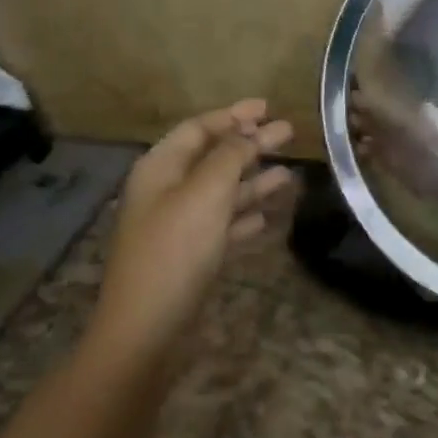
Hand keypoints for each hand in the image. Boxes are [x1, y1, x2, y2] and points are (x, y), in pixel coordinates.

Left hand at [85, 99, 293, 371]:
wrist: (147, 328)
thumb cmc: (176, 249)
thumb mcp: (206, 192)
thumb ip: (230, 156)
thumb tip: (249, 132)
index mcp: (161, 169)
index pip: (198, 129)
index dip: (232, 116)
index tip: (268, 108)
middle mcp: (167, 192)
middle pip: (213, 158)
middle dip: (250, 145)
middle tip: (288, 134)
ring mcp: (178, 226)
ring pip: (222, 193)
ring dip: (254, 181)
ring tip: (290, 175)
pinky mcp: (191, 256)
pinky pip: (223, 226)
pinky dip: (245, 217)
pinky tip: (268, 218)